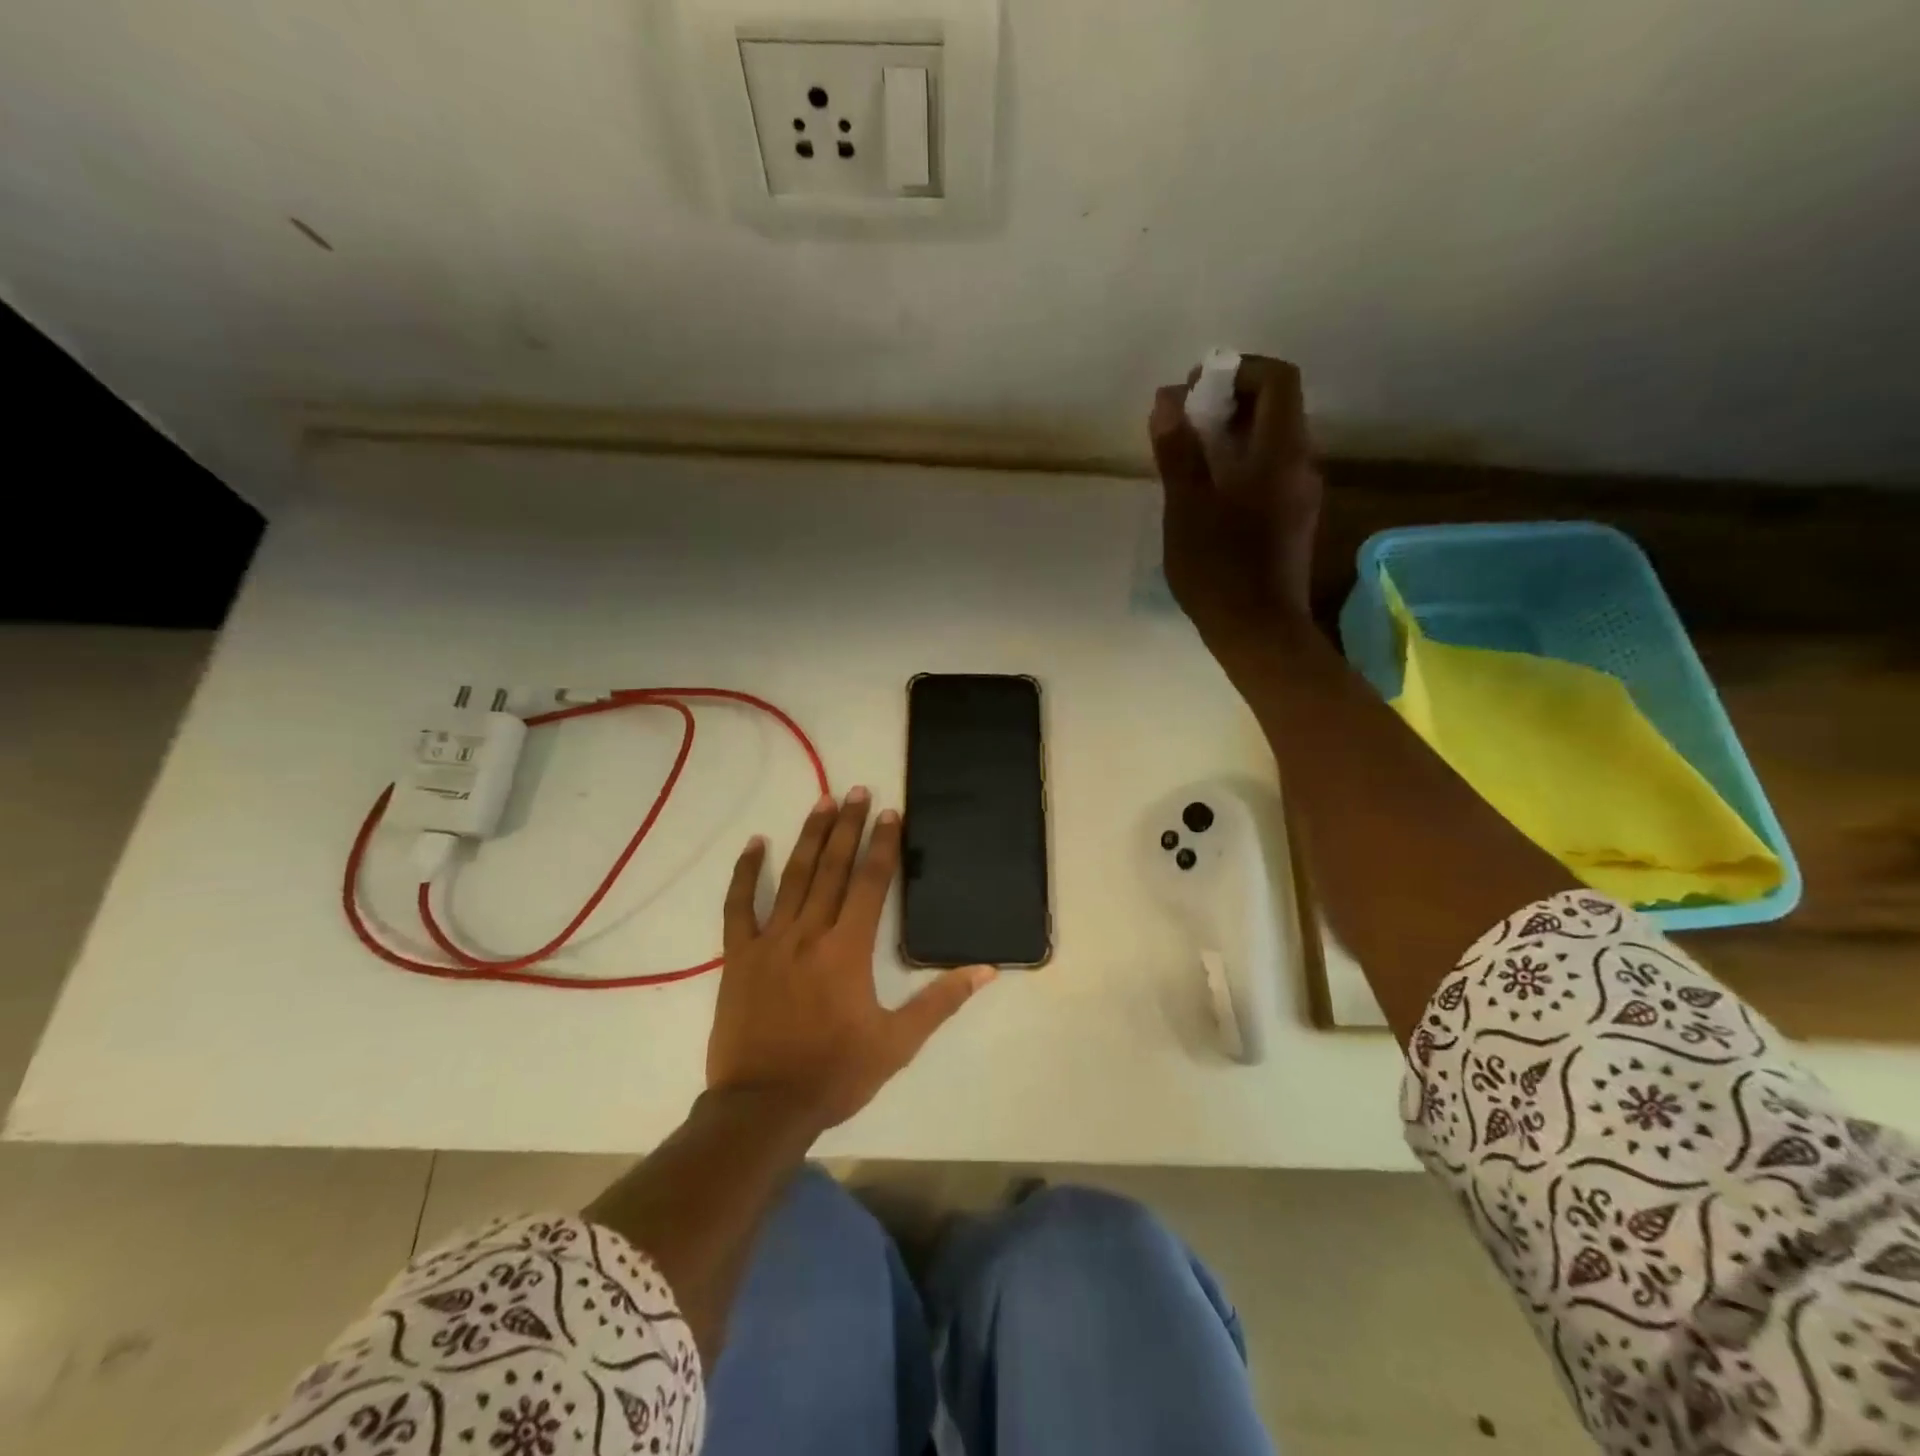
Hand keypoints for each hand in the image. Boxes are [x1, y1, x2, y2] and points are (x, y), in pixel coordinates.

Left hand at [707, 788, 994, 1132]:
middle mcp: (809, 933)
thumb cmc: (835, 1074)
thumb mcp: (898, 1044)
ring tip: (822, 802)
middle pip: (833, 868)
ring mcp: (770, 941)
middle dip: (848, 827)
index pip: (871, 883)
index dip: (882, 845)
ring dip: (809, 837)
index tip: (890, 813)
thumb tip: (986, 971)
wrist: (763, 1108)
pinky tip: (755, 845)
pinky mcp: (739, 956)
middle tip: (857, 790)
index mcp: (848, 950)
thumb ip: (940, 1001)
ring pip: (793, 877)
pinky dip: (746, 873)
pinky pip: (739, 906)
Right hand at [1149, 354, 1323, 645]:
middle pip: (1277, 409)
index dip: (1239, 370)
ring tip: (1189, 458)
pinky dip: (1242, 465)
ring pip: (1273, 443)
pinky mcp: (1294, 521)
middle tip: (1184, 423)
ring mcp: (1301, 495)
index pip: (1278, 380)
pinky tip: (1208, 493)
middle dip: (1230, 402)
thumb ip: (1178, 450)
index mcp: (1281, 453)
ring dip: (1234, 435)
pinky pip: (1272, 472)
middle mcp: (1302, 465)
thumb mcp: (1186, 507)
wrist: (1259, 632)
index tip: (1196, 389)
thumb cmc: (1219, 569)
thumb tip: (1168, 398)